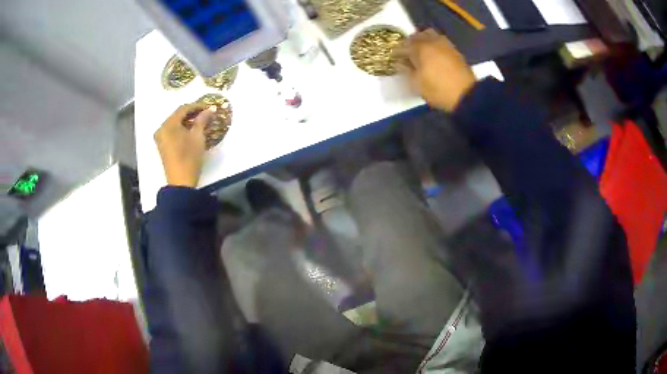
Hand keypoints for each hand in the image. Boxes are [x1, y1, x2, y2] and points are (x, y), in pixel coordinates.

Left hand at [154, 103, 215, 187]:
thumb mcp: (198, 137)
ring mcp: (161, 138)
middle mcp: (162, 129)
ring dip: (188, 121)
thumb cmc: (189, 157)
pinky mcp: (163, 146)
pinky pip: (172, 131)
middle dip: (192, 113)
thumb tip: (210, 109)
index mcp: (168, 124)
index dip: (197, 106)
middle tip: (206, 113)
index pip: (183, 109)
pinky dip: (182, 129)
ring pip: (175, 123)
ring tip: (201, 122)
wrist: (180, 182)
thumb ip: (202, 120)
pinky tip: (192, 131)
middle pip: (178, 115)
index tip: (209, 106)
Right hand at [399, 29, 475, 111]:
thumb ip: (406, 71)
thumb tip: (400, 63)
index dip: (396, 53)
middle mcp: (432, 41)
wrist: (467, 95)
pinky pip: (440, 42)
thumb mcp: (417, 84)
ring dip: (423, 41)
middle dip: (409, 43)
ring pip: (430, 35)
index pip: (403, 46)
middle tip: (407, 53)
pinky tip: (433, 56)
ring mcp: (445, 44)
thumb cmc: (438, 90)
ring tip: (421, 53)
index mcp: (420, 48)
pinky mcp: (455, 51)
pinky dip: (434, 45)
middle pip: (417, 36)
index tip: (394, 59)